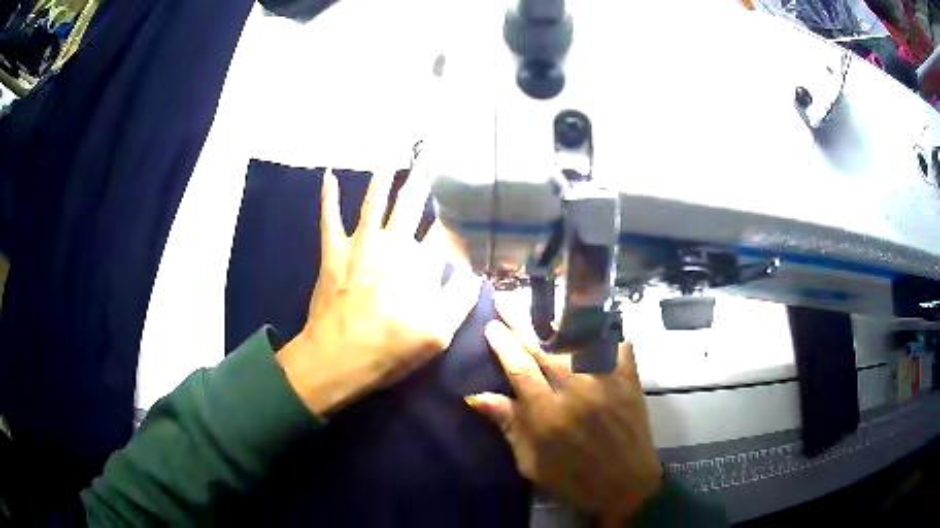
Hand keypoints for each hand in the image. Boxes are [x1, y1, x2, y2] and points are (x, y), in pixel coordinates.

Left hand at [277, 166, 481, 415]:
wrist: (337, 358)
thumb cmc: (390, 349)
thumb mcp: (438, 334)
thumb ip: (459, 298)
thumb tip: (473, 270)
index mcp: (419, 263)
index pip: (446, 231)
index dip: (459, 216)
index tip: (468, 199)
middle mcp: (391, 244)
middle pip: (410, 203)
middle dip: (422, 177)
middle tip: (430, 154)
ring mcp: (359, 244)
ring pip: (373, 200)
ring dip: (382, 175)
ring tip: (390, 151)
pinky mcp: (333, 252)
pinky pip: (329, 218)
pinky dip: (328, 196)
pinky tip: (328, 174)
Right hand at [465, 299, 662, 524]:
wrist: (626, 486)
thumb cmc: (573, 480)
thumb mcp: (531, 463)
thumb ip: (509, 426)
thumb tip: (477, 396)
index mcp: (547, 415)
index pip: (519, 368)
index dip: (503, 344)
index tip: (491, 325)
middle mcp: (576, 392)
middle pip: (544, 349)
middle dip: (521, 323)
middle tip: (505, 300)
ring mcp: (606, 383)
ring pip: (579, 342)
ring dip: (558, 323)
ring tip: (544, 307)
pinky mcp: (630, 382)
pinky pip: (619, 348)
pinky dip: (608, 333)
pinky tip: (598, 323)